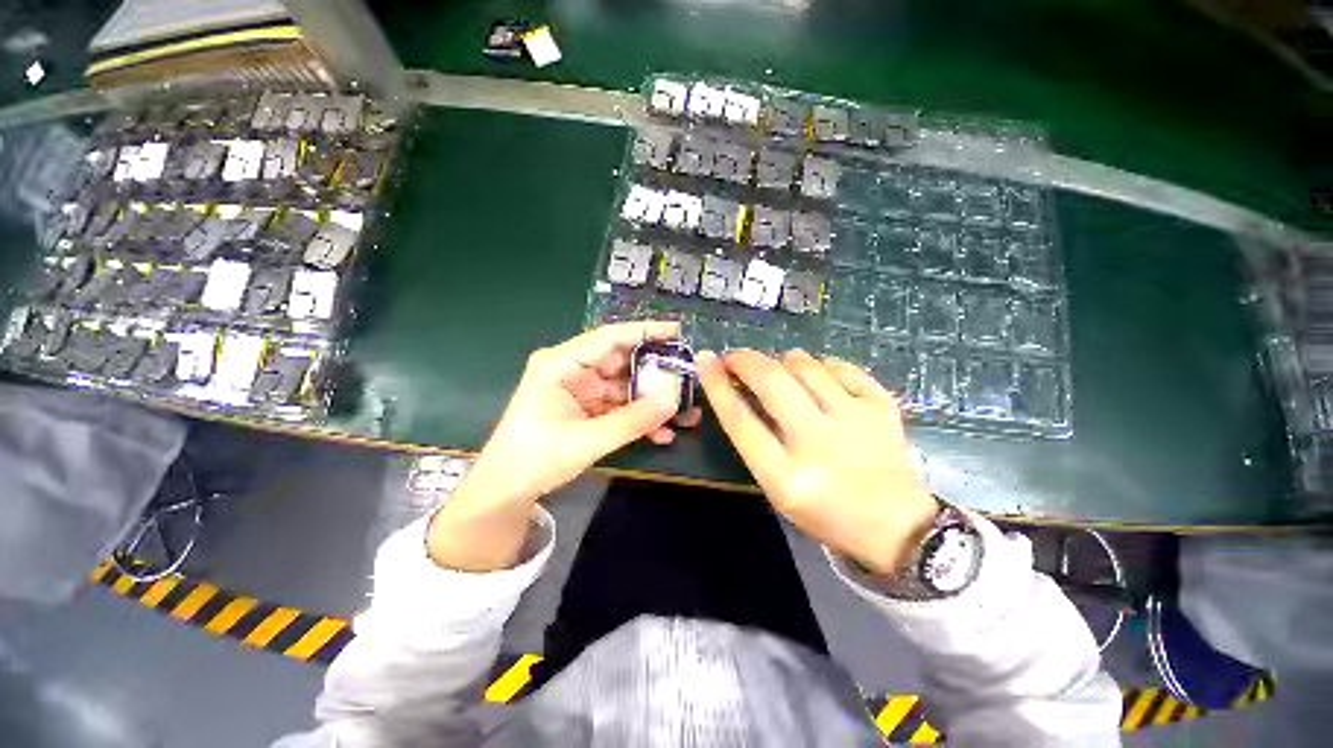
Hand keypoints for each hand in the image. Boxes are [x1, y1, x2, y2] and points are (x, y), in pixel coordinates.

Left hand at [429, 321, 699, 570]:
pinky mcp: (587, 408)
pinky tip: (662, 433)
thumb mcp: (587, 440)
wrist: (507, 491)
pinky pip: (619, 406)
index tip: (677, 331)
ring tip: (685, 412)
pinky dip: (638, 418)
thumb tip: (673, 401)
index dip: (645, 331)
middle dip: (656, 373)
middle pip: (622, 362)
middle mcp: (573, 369)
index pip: (609, 337)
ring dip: (652, 401)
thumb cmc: (535, 458)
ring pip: (625, 387)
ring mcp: (581, 389)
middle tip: (688, 379)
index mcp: (562, 363)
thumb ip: (632, 420)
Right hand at [696, 349, 937, 575]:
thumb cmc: (826, 513)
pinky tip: (819, 376)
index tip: (705, 361)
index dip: (717, 385)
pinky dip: (823, 365)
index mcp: (786, 476)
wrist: (898, 527)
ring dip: (783, 360)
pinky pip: (842, 367)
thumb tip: (737, 390)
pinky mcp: (882, 408)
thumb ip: (756, 442)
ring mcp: (855, 421)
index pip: (740, 419)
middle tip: (736, 358)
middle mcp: (818, 443)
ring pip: (806, 365)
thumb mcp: (778, 488)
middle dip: (745, 360)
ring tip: (779, 370)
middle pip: (771, 381)